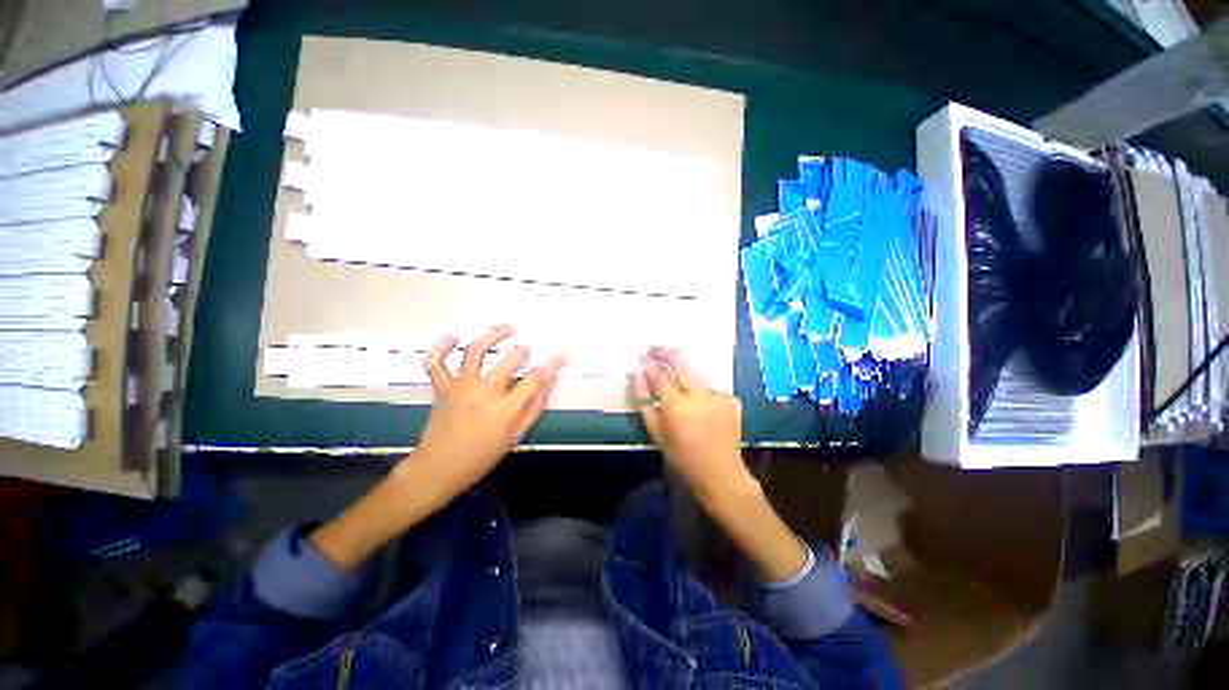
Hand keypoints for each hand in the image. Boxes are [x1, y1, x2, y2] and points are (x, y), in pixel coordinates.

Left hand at [411, 324, 567, 496]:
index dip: (552, 365)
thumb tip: (547, 386)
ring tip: (506, 327)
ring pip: (475, 351)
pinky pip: (435, 361)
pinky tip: (453, 337)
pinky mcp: (442, 387)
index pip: (535, 380)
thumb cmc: (481, 457)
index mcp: (505, 410)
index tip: (561, 355)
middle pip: (507, 360)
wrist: (438, 469)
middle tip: (526, 349)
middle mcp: (484, 393)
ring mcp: (460, 387)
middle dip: (522, 350)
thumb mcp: (515, 437)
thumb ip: (533, 410)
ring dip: (492, 335)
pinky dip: (440, 346)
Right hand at [631, 346, 754, 504]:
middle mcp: (699, 394)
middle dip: (666, 352)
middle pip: (680, 362)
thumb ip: (643, 400)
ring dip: (683, 370)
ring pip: (695, 373)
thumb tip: (635, 375)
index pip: (660, 374)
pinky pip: (708, 386)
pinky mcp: (730, 398)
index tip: (643, 354)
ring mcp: (717, 394)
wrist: (720, 473)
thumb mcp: (656, 430)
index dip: (650, 362)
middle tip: (655, 347)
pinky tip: (695, 397)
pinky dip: (698, 387)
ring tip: (672, 370)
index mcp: (676, 404)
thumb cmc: (681, 456)